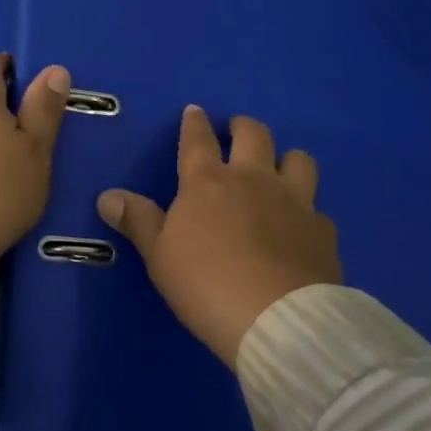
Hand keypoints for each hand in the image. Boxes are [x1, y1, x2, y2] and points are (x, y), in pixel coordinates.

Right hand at [97, 106, 340, 366]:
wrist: (278, 319)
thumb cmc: (206, 284)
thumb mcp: (160, 255)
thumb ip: (138, 221)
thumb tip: (108, 196)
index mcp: (207, 182)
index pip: (198, 140)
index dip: (194, 123)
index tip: (195, 111)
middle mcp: (253, 179)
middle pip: (253, 134)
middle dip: (242, 126)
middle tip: (236, 130)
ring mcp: (294, 201)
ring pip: (297, 159)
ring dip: (286, 158)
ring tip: (278, 169)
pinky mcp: (323, 230)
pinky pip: (318, 208)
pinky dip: (308, 211)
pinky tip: (302, 228)